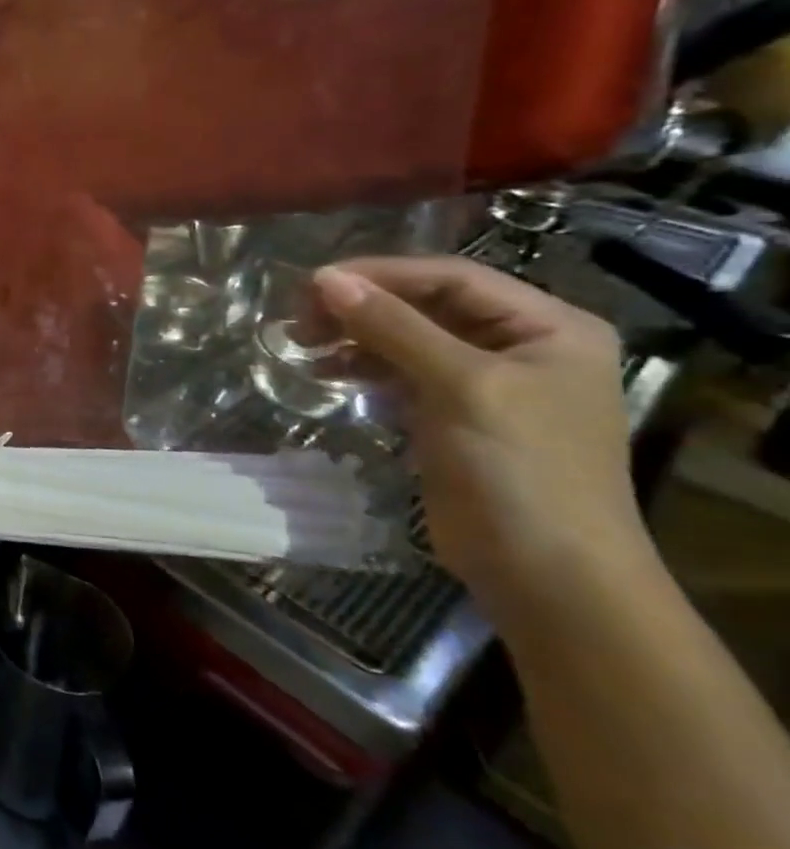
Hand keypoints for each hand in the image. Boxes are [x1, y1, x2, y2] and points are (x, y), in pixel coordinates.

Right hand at [312, 257, 656, 628]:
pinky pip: (402, 375)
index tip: (313, 284)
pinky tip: (328, 373)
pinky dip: (364, 369)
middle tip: (300, 316)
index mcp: (548, 327)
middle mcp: (521, 347)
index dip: (381, 275)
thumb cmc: (520, 468)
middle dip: (362, 307)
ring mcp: (487, 385)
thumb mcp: (460, 386)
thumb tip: (326, 278)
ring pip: (408, 340)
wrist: (546, 573)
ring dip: (356, 337)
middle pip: (427, 306)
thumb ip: (393, 327)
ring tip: (304, 343)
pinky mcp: (454, 418)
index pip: (452, 278)